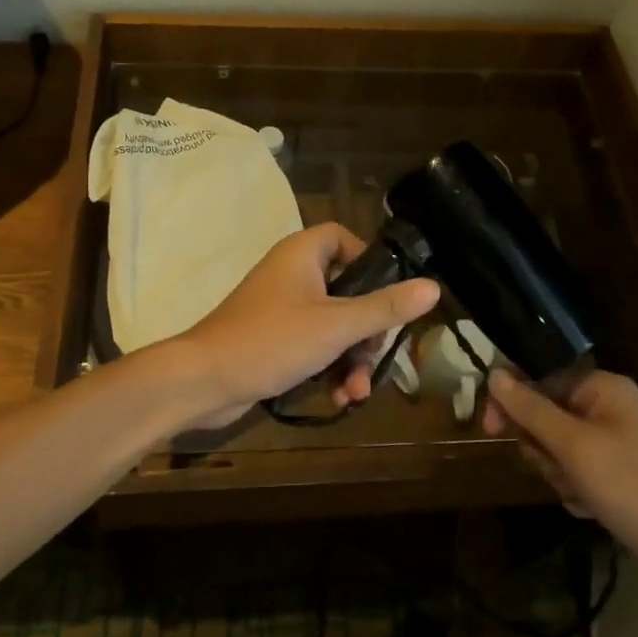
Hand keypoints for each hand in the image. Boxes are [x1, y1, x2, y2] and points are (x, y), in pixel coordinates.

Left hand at [171, 223, 439, 429]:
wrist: (204, 381)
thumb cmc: (272, 340)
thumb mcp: (337, 325)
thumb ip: (385, 307)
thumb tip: (433, 287)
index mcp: (303, 254)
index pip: (344, 238)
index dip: (370, 262)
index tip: (389, 295)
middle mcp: (292, 273)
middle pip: (347, 290)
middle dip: (366, 331)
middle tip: (376, 358)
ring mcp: (281, 308)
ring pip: (333, 325)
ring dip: (351, 358)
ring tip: (357, 392)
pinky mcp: (273, 339)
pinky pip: (313, 345)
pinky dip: (329, 367)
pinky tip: (340, 398)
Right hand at [484, 369, 637, 586]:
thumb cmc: (634, 487)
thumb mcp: (575, 447)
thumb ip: (531, 410)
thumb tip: (494, 373)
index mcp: (603, 388)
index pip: (539, 379)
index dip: (511, 403)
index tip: (490, 431)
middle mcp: (610, 408)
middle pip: (546, 417)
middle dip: (544, 450)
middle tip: (561, 471)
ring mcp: (616, 443)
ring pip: (558, 450)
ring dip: (561, 475)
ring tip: (584, 495)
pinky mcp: (619, 476)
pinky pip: (577, 474)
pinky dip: (577, 491)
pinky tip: (594, 510)